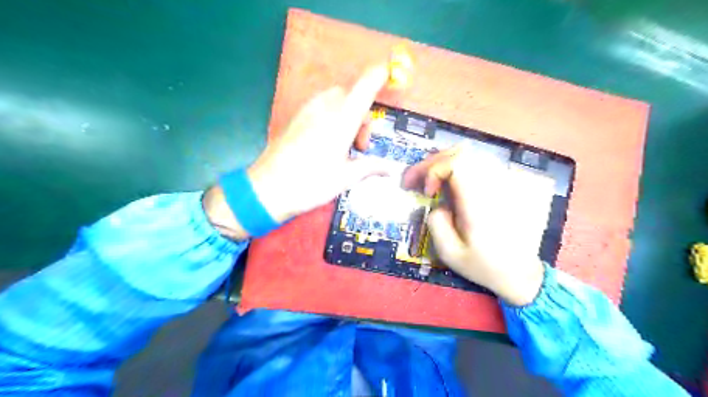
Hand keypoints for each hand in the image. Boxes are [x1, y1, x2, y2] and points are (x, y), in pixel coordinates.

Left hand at [205, 64, 388, 238]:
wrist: (268, 189)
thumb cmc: (311, 183)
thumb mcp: (345, 178)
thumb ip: (370, 167)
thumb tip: (390, 169)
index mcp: (343, 119)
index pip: (365, 86)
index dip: (379, 75)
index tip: (389, 75)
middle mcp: (325, 107)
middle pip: (351, 94)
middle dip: (362, 115)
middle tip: (360, 146)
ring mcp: (308, 110)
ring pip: (336, 100)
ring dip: (347, 116)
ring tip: (344, 147)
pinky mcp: (296, 117)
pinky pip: (321, 107)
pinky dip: (332, 117)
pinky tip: (327, 144)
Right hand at [403, 144, 545, 305]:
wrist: (520, 273)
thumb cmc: (484, 266)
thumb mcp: (450, 254)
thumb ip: (436, 223)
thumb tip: (436, 204)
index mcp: (479, 204)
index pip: (457, 164)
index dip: (433, 171)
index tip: (427, 193)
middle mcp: (491, 187)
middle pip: (460, 153)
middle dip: (431, 163)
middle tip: (414, 179)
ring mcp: (499, 185)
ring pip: (468, 155)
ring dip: (441, 163)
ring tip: (426, 179)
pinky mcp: (501, 187)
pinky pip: (475, 165)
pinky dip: (454, 167)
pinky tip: (445, 182)